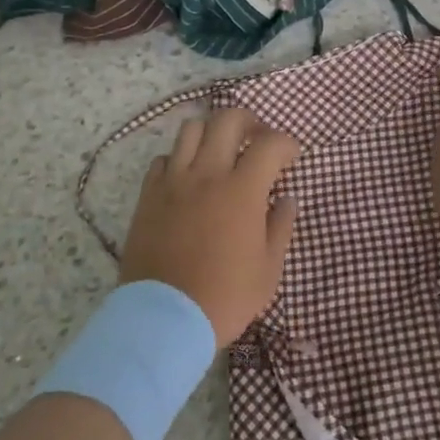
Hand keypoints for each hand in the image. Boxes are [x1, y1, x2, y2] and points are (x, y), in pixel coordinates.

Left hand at [120, 108, 300, 348]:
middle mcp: (207, 174)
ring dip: (212, 132)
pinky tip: (188, 177)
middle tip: (257, 139)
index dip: (286, 144)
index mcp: (242, 190)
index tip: (291, 157)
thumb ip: (280, 226)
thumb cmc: (225, 297)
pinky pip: (163, 159)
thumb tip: (286, 198)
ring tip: (221, 151)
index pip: (269, 144)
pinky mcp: (148, 195)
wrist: (163, 320)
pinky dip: (180, 159)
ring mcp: (173, 182)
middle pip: (227, 120)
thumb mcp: (268, 269)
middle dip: (249, 121)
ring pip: (191, 129)